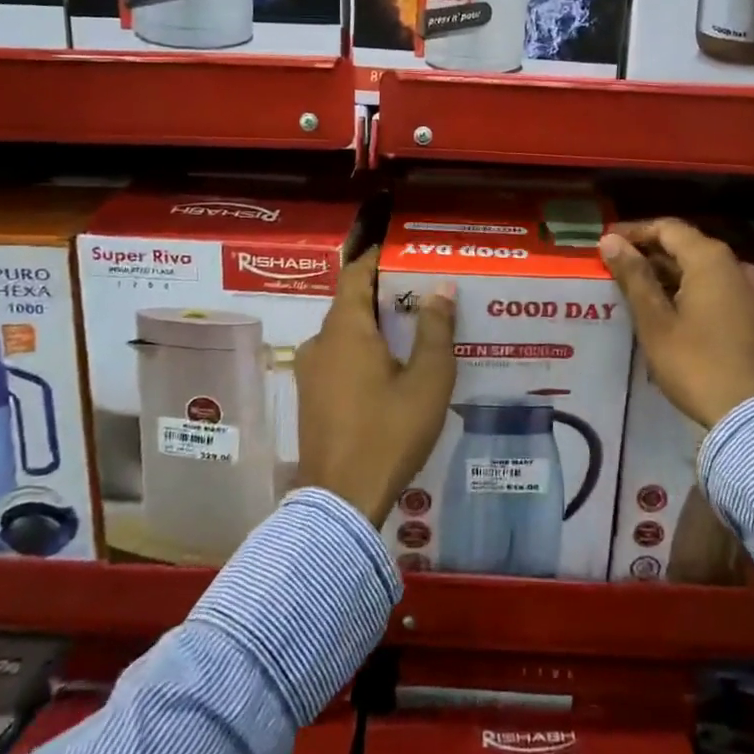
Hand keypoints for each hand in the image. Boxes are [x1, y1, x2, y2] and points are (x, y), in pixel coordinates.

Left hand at [294, 248, 456, 526]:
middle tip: (423, 292)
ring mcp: (311, 371)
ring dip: (374, 325)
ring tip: (412, 329)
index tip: (405, 252)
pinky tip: (390, 367)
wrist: (341, 501)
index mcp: (345, 329)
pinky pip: (338, 357)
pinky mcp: (311, 397)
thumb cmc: (389, 433)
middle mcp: (320, 342)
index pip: (356, 274)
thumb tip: (442, 289)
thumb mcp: (427, 380)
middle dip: (385, 294)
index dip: (378, 258)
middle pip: (351, 303)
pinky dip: (363, 350)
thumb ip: (436, 330)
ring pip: (345, 333)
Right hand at [599, 219, 753, 428]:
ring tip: (639, 290)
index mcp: (710, 259)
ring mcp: (752, 291)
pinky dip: (692, 290)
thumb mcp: (655, 321)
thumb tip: (611, 240)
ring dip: (670, 273)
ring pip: (703, 269)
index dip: (635, 232)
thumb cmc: (697, 365)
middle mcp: (736, 266)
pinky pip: (719, 288)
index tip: (607, 243)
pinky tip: (672, 310)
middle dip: (650, 253)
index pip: (667, 228)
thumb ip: (634, 276)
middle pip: (687, 245)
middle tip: (617, 269)